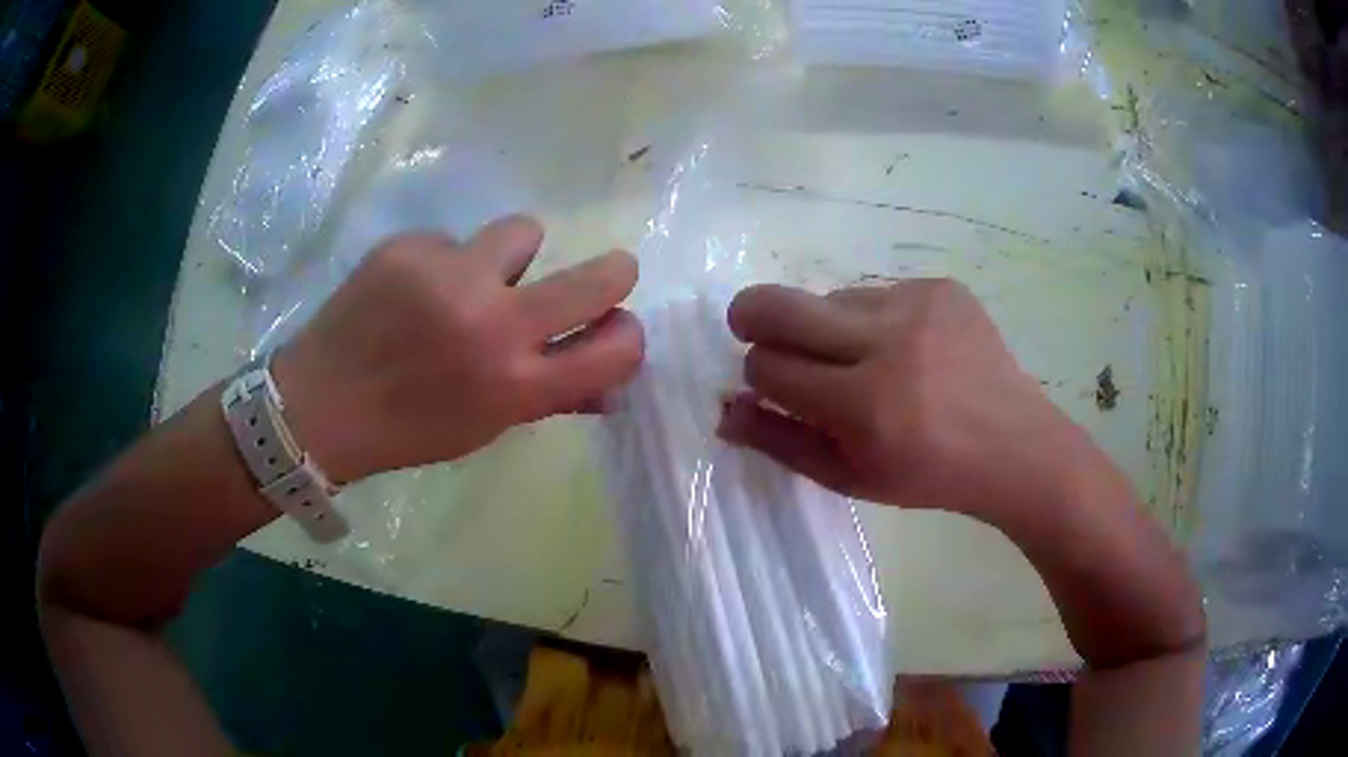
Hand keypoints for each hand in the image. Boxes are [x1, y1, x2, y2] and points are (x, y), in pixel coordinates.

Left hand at [272, 216, 642, 482]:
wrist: (319, 405)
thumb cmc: (408, 429)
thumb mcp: (484, 427)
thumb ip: (550, 398)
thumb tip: (609, 383)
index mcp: (516, 386)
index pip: (618, 348)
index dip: (628, 333)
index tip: (614, 326)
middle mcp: (495, 325)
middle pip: (602, 276)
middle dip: (613, 273)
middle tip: (600, 276)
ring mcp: (452, 275)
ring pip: (524, 232)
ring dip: (511, 257)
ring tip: (468, 283)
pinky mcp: (412, 246)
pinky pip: (453, 241)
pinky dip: (443, 263)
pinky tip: (408, 292)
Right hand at [721, 279, 1204, 671]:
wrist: (1015, 446)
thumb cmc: (929, 475)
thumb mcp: (850, 477)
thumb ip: (781, 442)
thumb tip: (724, 409)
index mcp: (864, 406)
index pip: (769, 365)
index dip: (759, 374)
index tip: (772, 385)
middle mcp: (888, 344)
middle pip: (779, 304)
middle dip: (752, 316)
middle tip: (754, 328)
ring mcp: (918, 306)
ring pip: (831, 299)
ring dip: (830, 329)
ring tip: (868, 361)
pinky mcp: (941, 287)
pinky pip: (878, 292)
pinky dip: (875, 320)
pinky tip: (909, 350)